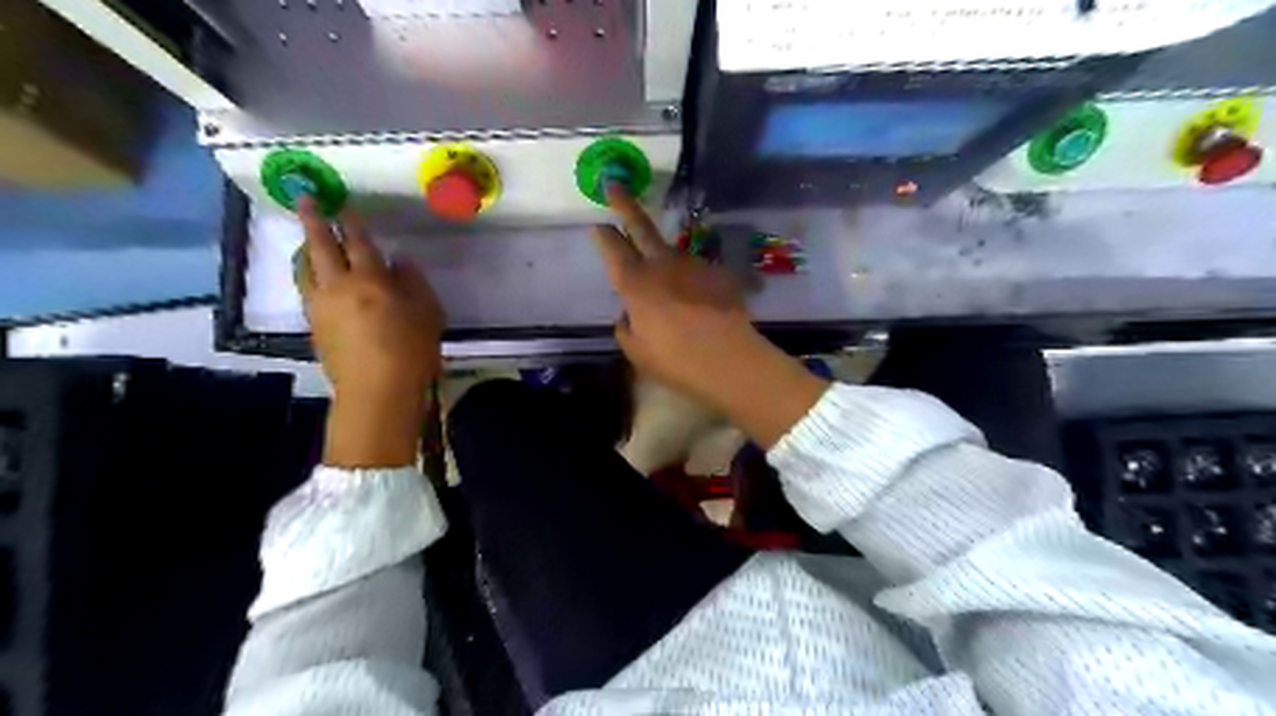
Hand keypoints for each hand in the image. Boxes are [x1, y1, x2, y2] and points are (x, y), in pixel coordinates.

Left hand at [296, 198, 444, 465]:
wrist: (377, 392)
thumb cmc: (411, 350)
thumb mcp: (428, 312)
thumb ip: (413, 282)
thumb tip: (399, 260)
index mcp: (370, 280)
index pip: (359, 242)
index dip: (353, 223)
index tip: (347, 206)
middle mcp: (337, 286)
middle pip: (320, 247)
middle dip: (314, 221)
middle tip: (307, 200)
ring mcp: (320, 306)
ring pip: (305, 267)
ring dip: (305, 248)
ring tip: (306, 238)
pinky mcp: (314, 325)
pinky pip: (306, 289)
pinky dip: (308, 273)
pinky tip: (316, 276)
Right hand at [590, 187, 827, 444]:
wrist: (730, 360)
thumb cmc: (676, 361)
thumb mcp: (638, 352)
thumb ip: (626, 329)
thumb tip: (628, 316)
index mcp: (635, 283)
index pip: (612, 248)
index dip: (603, 235)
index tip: (598, 225)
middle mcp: (662, 265)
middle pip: (640, 225)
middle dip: (624, 203)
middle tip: (614, 184)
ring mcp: (693, 265)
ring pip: (671, 251)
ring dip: (663, 257)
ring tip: (667, 284)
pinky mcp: (719, 273)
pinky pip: (697, 272)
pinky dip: (692, 282)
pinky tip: (698, 302)